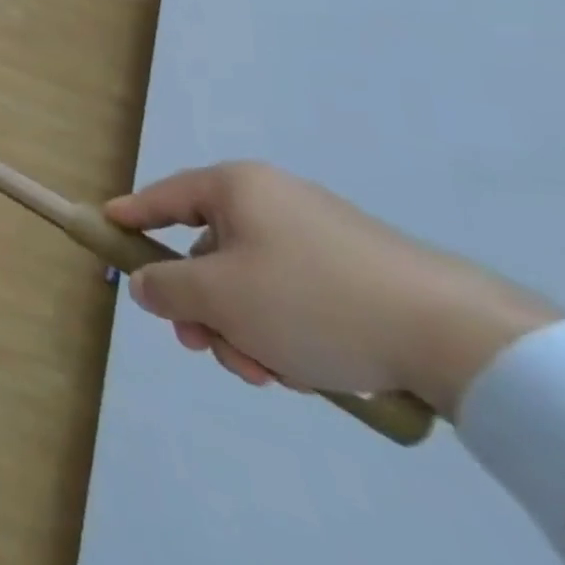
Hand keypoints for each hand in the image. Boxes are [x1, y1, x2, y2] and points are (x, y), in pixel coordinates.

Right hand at [105, 162, 556, 416]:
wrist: (459, 337)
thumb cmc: (312, 299)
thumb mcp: (219, 297)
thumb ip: (165, 287)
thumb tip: (146, 284)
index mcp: (236, 189)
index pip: (164, 197)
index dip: (130, 215)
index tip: (105, 226)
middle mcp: (274, 202)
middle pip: (208, 253)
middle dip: (202, 307)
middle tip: (203, 347)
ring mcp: (321, 238)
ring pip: (252, 284)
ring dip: (244, 330)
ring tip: (267, 374)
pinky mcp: (360, 276)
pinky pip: (294, 299)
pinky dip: (285, 333)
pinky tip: (303, 373)